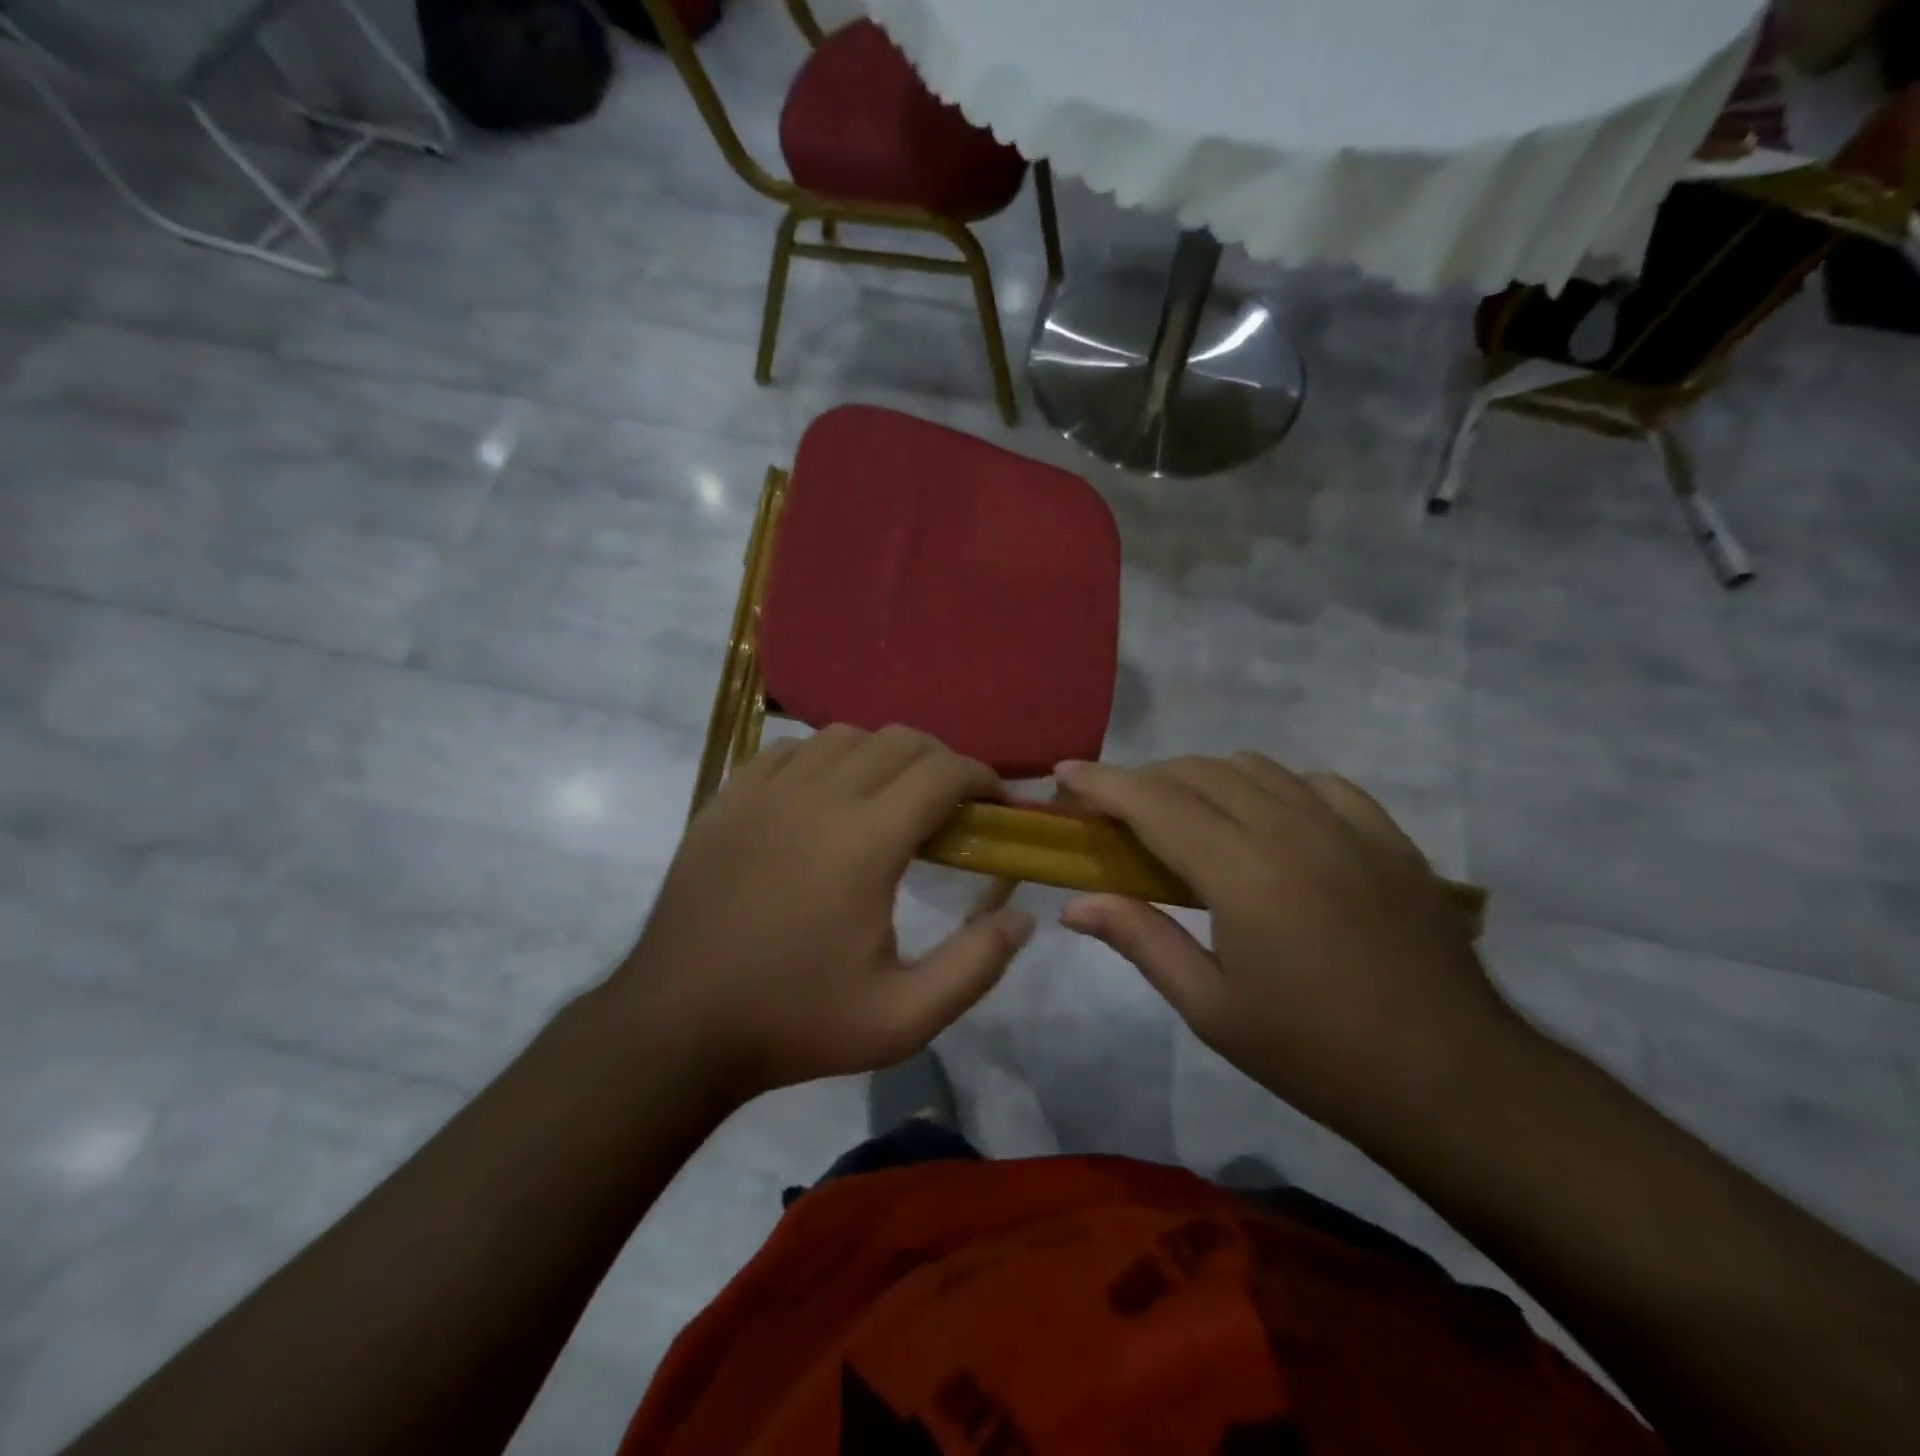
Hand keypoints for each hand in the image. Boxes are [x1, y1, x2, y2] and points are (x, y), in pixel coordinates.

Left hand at [616, 725, 1034, 1098]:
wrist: (678, 1026)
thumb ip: (975, 965)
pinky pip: (789, 750)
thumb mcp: (903, 1019)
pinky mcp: (728, 798)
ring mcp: (765, 791)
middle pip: (899, 740)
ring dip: (883, 756)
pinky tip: (825, 797)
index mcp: (865, 840)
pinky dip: (824, 758)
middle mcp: (818, 796)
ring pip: (844, 736)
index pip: (942, 772)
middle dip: (941, 761)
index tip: (997, 805)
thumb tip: (1022, 917)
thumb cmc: (795, 1022)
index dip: (982, 778)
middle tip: (953, 806)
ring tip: (891, 799)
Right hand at [1057, 754, 1524, 1137]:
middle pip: (1197, 772)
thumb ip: (1140, 940)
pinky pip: (1314, 782)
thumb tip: (1074, 905)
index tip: (1063, 772)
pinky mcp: (1386, 835)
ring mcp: (1346, 825)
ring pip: (1253, 767)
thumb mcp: (1211, 1008)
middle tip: (1115, 812)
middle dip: (1144, 780)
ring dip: (1203, 779)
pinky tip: (1267, 820)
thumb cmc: (1315, 1053)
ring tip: (1184, 816)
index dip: (1100, 781)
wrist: (1452, 1080)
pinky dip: (1272, 786)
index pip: (1152, 802)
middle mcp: (1290, 827)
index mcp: (1241, 872)